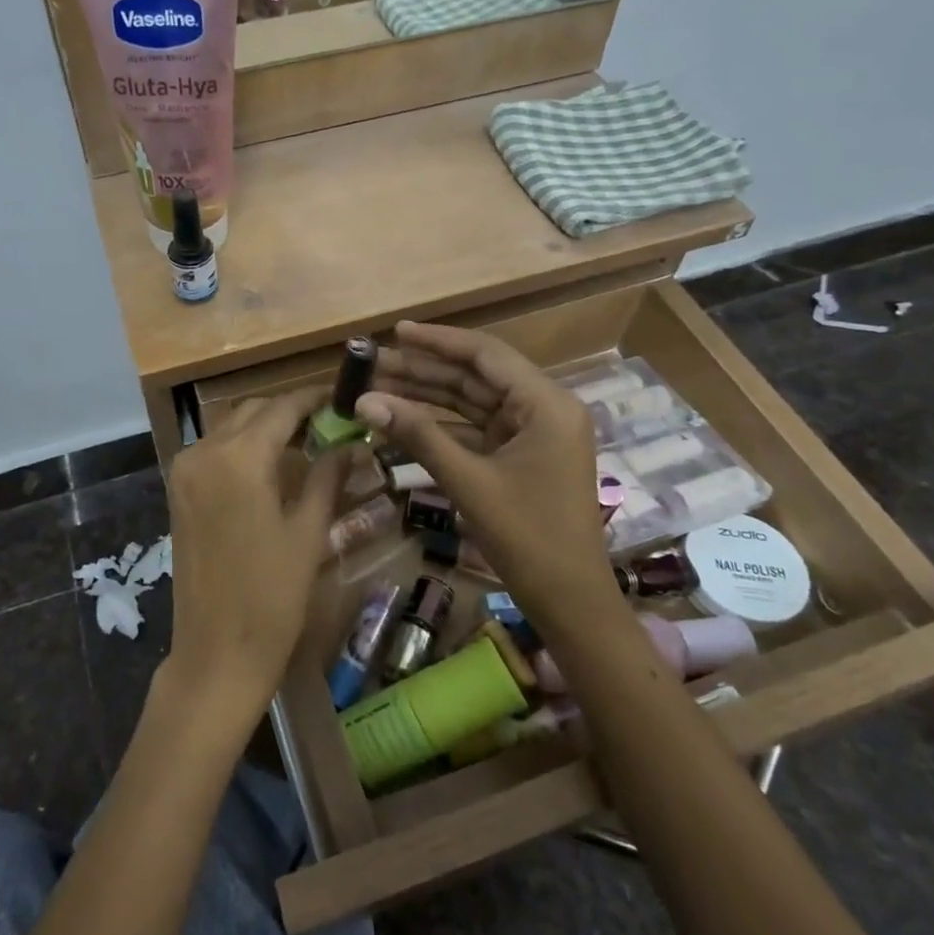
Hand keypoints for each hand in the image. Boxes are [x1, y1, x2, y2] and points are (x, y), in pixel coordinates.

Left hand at [163, 387, 350, 723]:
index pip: (282, 408)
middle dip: (290, 411)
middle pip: (253, 411)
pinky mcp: (178, 490)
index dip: (314, 398)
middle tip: (330, 422)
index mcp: (239, 458)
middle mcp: (204, 452)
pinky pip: (215, 450)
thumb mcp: (308, 532)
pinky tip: (272, 464)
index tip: (343, 395)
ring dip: (266, 427)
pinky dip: (243, 446)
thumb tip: (350, 442)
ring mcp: (185, 470)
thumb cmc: (272, 597)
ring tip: (307, 442)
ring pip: (231, 427)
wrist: (216, 653)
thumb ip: (327, 476)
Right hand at [356, 322, 615, 620]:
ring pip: (473, 401)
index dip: (438, 341)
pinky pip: (476, 427)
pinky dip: (441, 423)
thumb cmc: (527, 537)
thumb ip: (417, 435)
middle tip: (373, 364)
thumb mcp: (468, 481)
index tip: (395, 332)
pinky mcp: (520, 455)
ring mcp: (533, 433)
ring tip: (378, 386)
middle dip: (424, 370)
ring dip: (428, 395)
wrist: (570, 601)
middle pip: (476, 376)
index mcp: (546, 403)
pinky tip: (403, 418)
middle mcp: (544, 408)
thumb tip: (364, 401)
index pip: (486, 355)